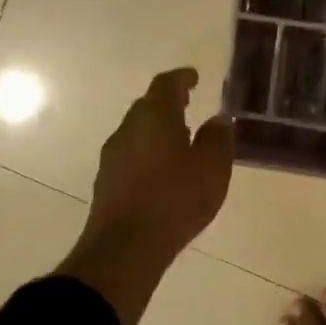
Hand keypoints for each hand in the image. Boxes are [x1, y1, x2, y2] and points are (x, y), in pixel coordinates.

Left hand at [59, 69, 233, 324]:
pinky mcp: (107, 181)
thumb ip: (218, 139)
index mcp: (155, 117)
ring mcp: (113, 156)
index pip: (167, 85)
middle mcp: (128, 128)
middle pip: (148, 106)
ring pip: (138, 131)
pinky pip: (131, 155)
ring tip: (180, 139)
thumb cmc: (175, 198)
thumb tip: (219, 120)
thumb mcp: (212, 167)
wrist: (126, 246)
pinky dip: (149, 152)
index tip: (194, 77)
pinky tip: (163, 170)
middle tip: (189, 105)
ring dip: (158, 129)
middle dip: (168, 103)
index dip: (182, 78)